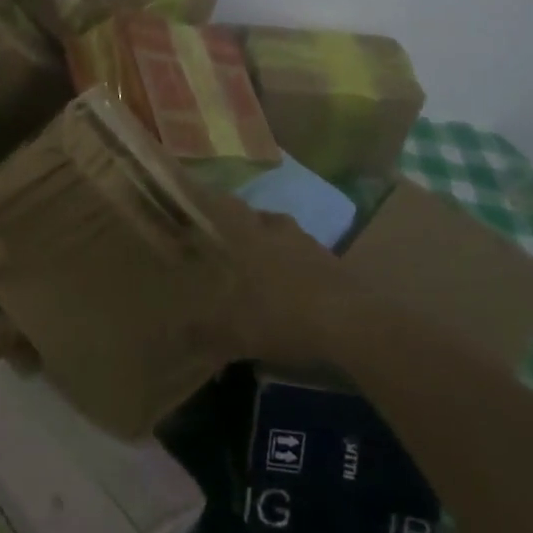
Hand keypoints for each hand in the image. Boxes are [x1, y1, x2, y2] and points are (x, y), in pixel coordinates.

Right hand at [201, 194, 352, 367]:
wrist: (355, 325)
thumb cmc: (284, 315)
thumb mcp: (237, 331)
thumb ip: (205, 331)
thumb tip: (177, 333)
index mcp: (249, 236)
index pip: (223, 206)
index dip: (207, 200)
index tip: (193, 199)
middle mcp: (277, 230)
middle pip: (256, 216)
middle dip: (241, 225)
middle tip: (228, 240)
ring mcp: (310, 245)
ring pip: (283, 234)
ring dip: (272, 243)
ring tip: (261, 264)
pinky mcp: (335, 264)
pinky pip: (306, 256)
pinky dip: (296, 265)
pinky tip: (293, 287)